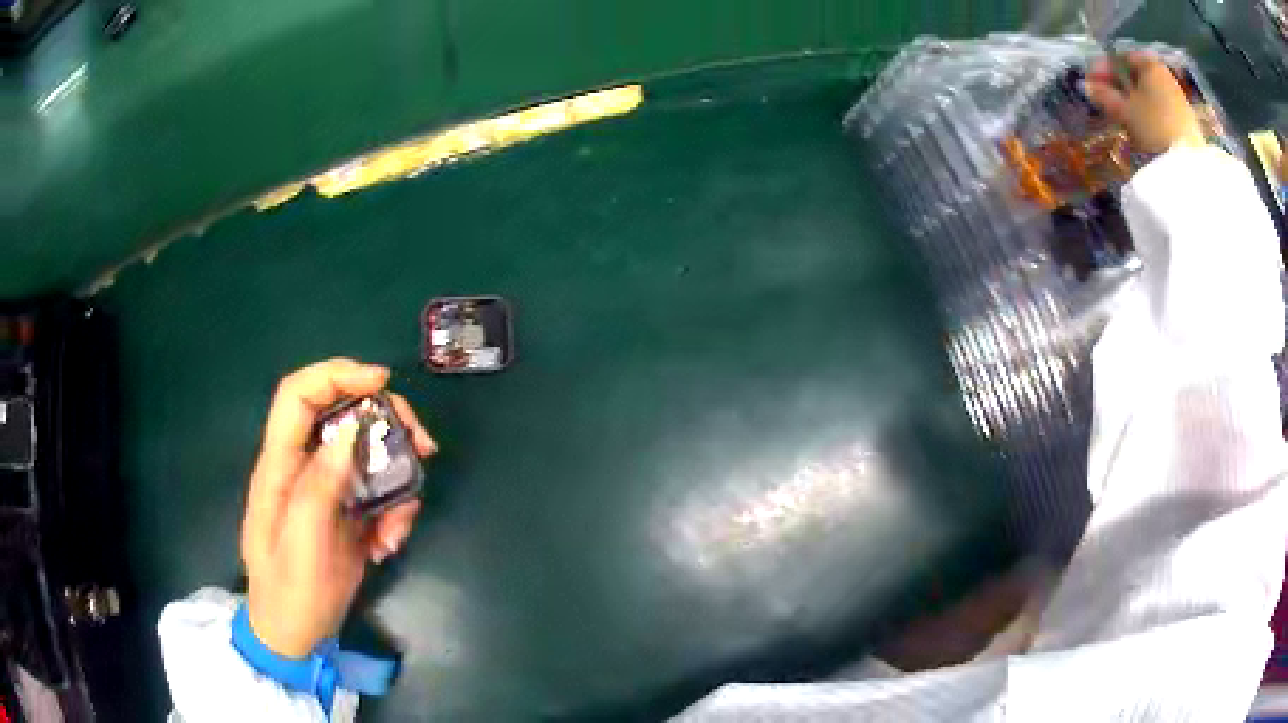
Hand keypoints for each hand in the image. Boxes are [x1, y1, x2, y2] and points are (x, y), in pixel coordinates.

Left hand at [241, 358, 436, 658]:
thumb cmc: (290, 592)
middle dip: (385, 423)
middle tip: (422, 445)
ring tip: (397, 529)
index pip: (298, 396)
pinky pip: (380, 493)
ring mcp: (327, 490)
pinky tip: (388, 546)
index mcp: (280, 465)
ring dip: (397, 483)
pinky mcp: (347, 512)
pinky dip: (395, 513)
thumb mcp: (302, 543)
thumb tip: (351, 430)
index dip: (336, 375)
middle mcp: (303, 467)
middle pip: (343, 416)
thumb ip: (319, 485)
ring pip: (370, 456)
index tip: (382, 382)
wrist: (296, 635)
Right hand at [1085, 52, 1206, 154]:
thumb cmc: (1152, 127)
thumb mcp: (1123, 110)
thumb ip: (1103, 95)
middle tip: (1105, 99)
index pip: (1120, 58)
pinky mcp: (1185, 122)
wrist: (1188, 166)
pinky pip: (1160, 110)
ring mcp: (1178, 99)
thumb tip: (1087, 86)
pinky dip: (1148, 114)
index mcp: (1149, 63)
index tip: (1091, 81)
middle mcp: (1164, 76)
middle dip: (1120, 86)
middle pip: (1136, 76)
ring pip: (1148, 94)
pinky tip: (1141, 128)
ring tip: (1121, 116)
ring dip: (1133, 102)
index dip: (1103, 69)